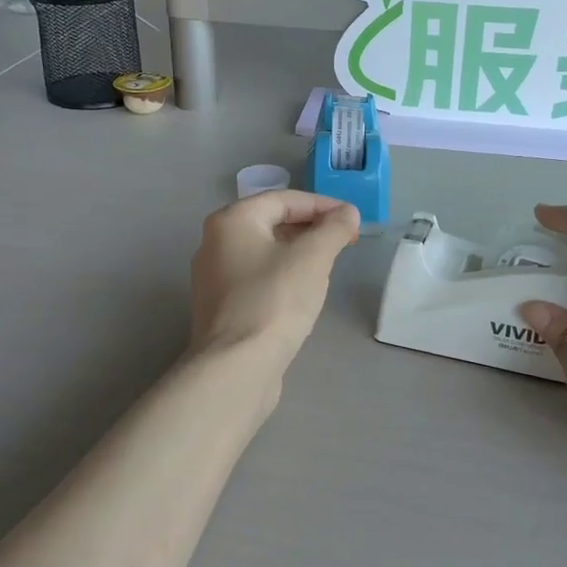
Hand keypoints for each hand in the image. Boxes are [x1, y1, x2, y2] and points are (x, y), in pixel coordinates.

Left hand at [189, 191, 359, 366]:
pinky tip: (303, 292)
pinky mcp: (221, 307)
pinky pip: (257, 278)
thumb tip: (348, 212)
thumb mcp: (313, 257)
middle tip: (344, 241)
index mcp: (231, 221)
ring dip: (299, 252)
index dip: (323, 205)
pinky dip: (283, 275)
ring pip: (264, 252)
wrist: (237, 366)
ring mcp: (214, 278)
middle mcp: (215, 243)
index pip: (284, 199)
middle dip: (311, 228)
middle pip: (271, 223)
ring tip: (329, 264)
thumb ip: (334, 228)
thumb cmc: (275, 300)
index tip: (352, 219)